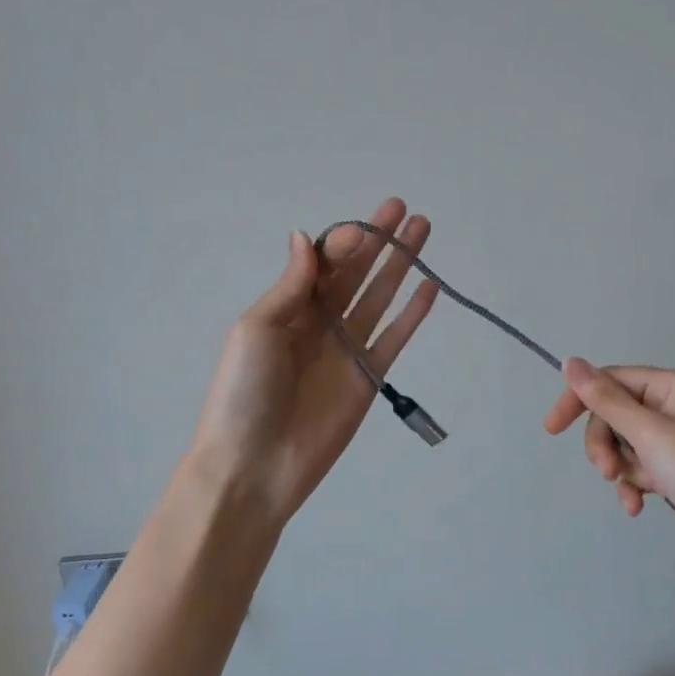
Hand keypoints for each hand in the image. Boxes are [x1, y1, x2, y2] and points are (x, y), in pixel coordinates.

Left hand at [186, 198, 438, 524]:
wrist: (254, 466)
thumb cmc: (244, 392)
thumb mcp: (257, 329)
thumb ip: (291, 285)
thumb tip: (305, 236)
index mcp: (288, 308)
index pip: (324, 263)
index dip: (345, 242)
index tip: (366, 225)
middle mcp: (320, 322)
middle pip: (356, 273)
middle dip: (379, 241)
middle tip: (403, 209)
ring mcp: (347, 349)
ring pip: (380, 297)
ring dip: (400, 265)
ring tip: (422, 231)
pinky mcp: (369, 377)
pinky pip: (395, 337)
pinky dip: (412, 314)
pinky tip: (429, 288)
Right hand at [543, 359, 674, 573]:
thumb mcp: (646, 432)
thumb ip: (604, 398)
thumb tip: (569, 362)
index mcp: (672, 384)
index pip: (611, 380)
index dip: (579, 401)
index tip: (552, 429)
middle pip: (615, 414)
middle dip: (606, 445)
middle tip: (607, 471)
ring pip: (624, 443)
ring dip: (621, 468)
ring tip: (632, 493)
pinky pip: (641, 465)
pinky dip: (635, 482)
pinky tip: (637, 506)